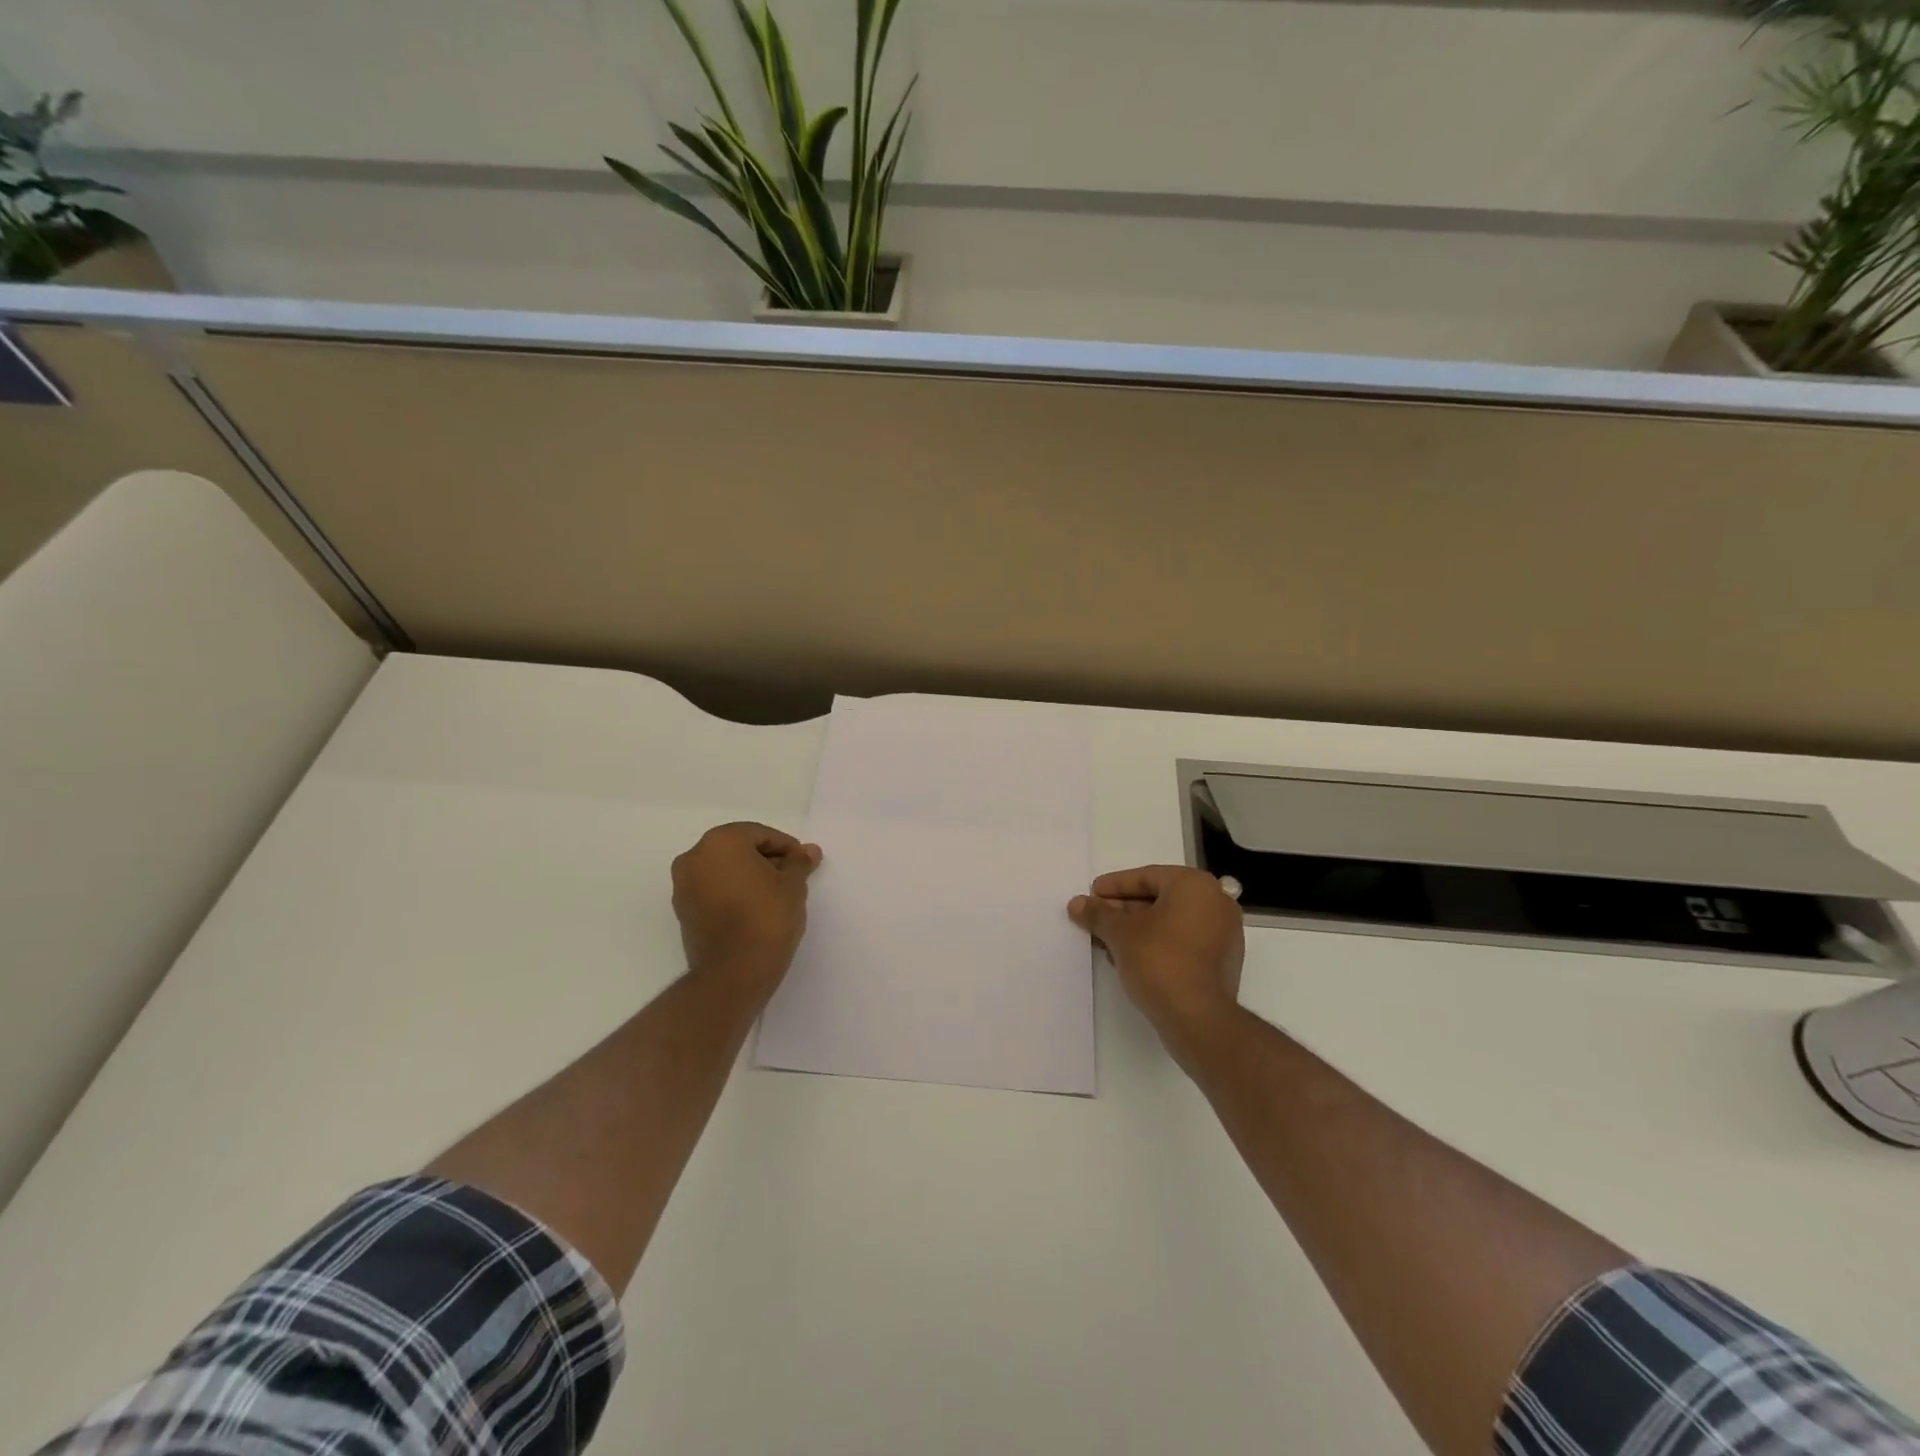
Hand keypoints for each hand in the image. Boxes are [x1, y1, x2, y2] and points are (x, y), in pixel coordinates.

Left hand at [671, 822, 821, 997]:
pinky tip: (755, 909)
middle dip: (766, 860)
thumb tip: (809, 850)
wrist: (734, 973)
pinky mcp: (682, 912)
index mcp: (720, 842)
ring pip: (723, 870)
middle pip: (738, 849)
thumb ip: (799, 862)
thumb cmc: (767, 917)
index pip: (759, 834)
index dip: (786, 847)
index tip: (803, 863)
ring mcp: (683, 886)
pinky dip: (732, 892)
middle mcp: (694, 857)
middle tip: (792, 878)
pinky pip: (712, 890)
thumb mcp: (793, 885)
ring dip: (748, 876)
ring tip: (775, 895)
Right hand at [1069, 866, 1244, 1057]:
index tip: (1091, 895)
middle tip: (1096, 919)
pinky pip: (1183, 941)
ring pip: (1170, 921)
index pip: (1146, 877)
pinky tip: (1130, 958)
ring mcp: (1224, 933)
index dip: (1114, 886)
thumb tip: (1076, 903)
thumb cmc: (1159, 961)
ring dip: (1137, 929)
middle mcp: (1216, 902)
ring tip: (1107, 941)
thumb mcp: (1120, 933)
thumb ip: (1098, 914)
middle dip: (1124, 910)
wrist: (1198, 1018)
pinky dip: (1157, 944)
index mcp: (1195, 885)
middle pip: (1159, 898)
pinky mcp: (1222, 961)